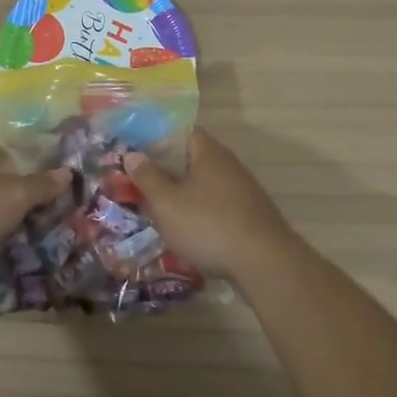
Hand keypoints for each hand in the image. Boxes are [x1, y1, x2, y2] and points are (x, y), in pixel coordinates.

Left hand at [0, 138, 70, 291]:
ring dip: (14, 228)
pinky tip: (19, 267)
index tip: (65, 164)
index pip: (13, 146)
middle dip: (32, 196)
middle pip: (6, 183)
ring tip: (50, 240)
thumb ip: (41, 185)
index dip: (38, 152)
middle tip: (67, 209)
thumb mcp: (13, 194)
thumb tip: (67, 171)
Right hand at [124, 129, 297, 280]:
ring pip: (205, 185)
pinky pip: (218, 206)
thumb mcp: (167, 203)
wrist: (265, 264)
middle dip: (168, 170)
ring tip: (160, 210)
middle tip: (142, 184)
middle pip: (193, 159)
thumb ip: (147, 177)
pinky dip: (201, 213)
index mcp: (209, 153)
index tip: (138, 154)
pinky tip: (188, 231)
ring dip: (184, 194)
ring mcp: (244, 191)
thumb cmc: (208, 225)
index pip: (182, 132)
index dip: (158, 139)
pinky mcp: (251, 217)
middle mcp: (229, 165)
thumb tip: (132, 155)